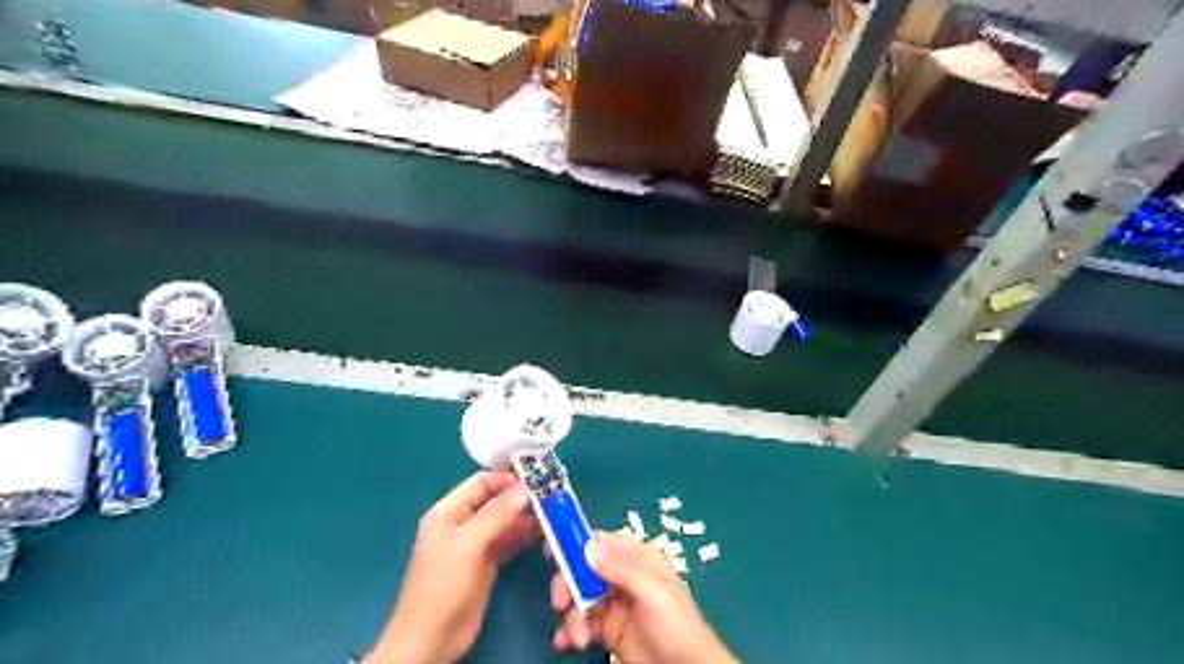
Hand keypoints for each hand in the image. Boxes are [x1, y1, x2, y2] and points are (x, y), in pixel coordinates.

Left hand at [366, 473, 540, 662]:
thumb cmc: (444, 584)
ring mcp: (475, 543)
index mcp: (449, 511)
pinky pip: (508, 540)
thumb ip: (497, 515)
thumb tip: (525, 490)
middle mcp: (462, 522)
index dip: (507, 480)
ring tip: (552, 514)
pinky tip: (543, 533)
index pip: (481, 482)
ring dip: (525, 516)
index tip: (536, 483)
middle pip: (495, 500)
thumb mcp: (469, 545)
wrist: (432, 638)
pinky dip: (524, 535)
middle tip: (551, 498)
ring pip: (504, 520)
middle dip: (520, 498)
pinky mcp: (486, 562)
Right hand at [550, 532, 736, 662]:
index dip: (576, 543)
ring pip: (579, 596)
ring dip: (571, 614)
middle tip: (560, 602)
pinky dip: (570, 629)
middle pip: (584, 568)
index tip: (551, 550)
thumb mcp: (653, 593)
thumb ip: (622, 568)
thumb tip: (587, 546)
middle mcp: (623, 576)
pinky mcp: (607, 629)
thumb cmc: (676, 626)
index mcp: (638, 558)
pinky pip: (581, 621)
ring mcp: (614, 603)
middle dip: (568, 583)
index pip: (601, 541)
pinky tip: (568, 642)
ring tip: (578, 637)